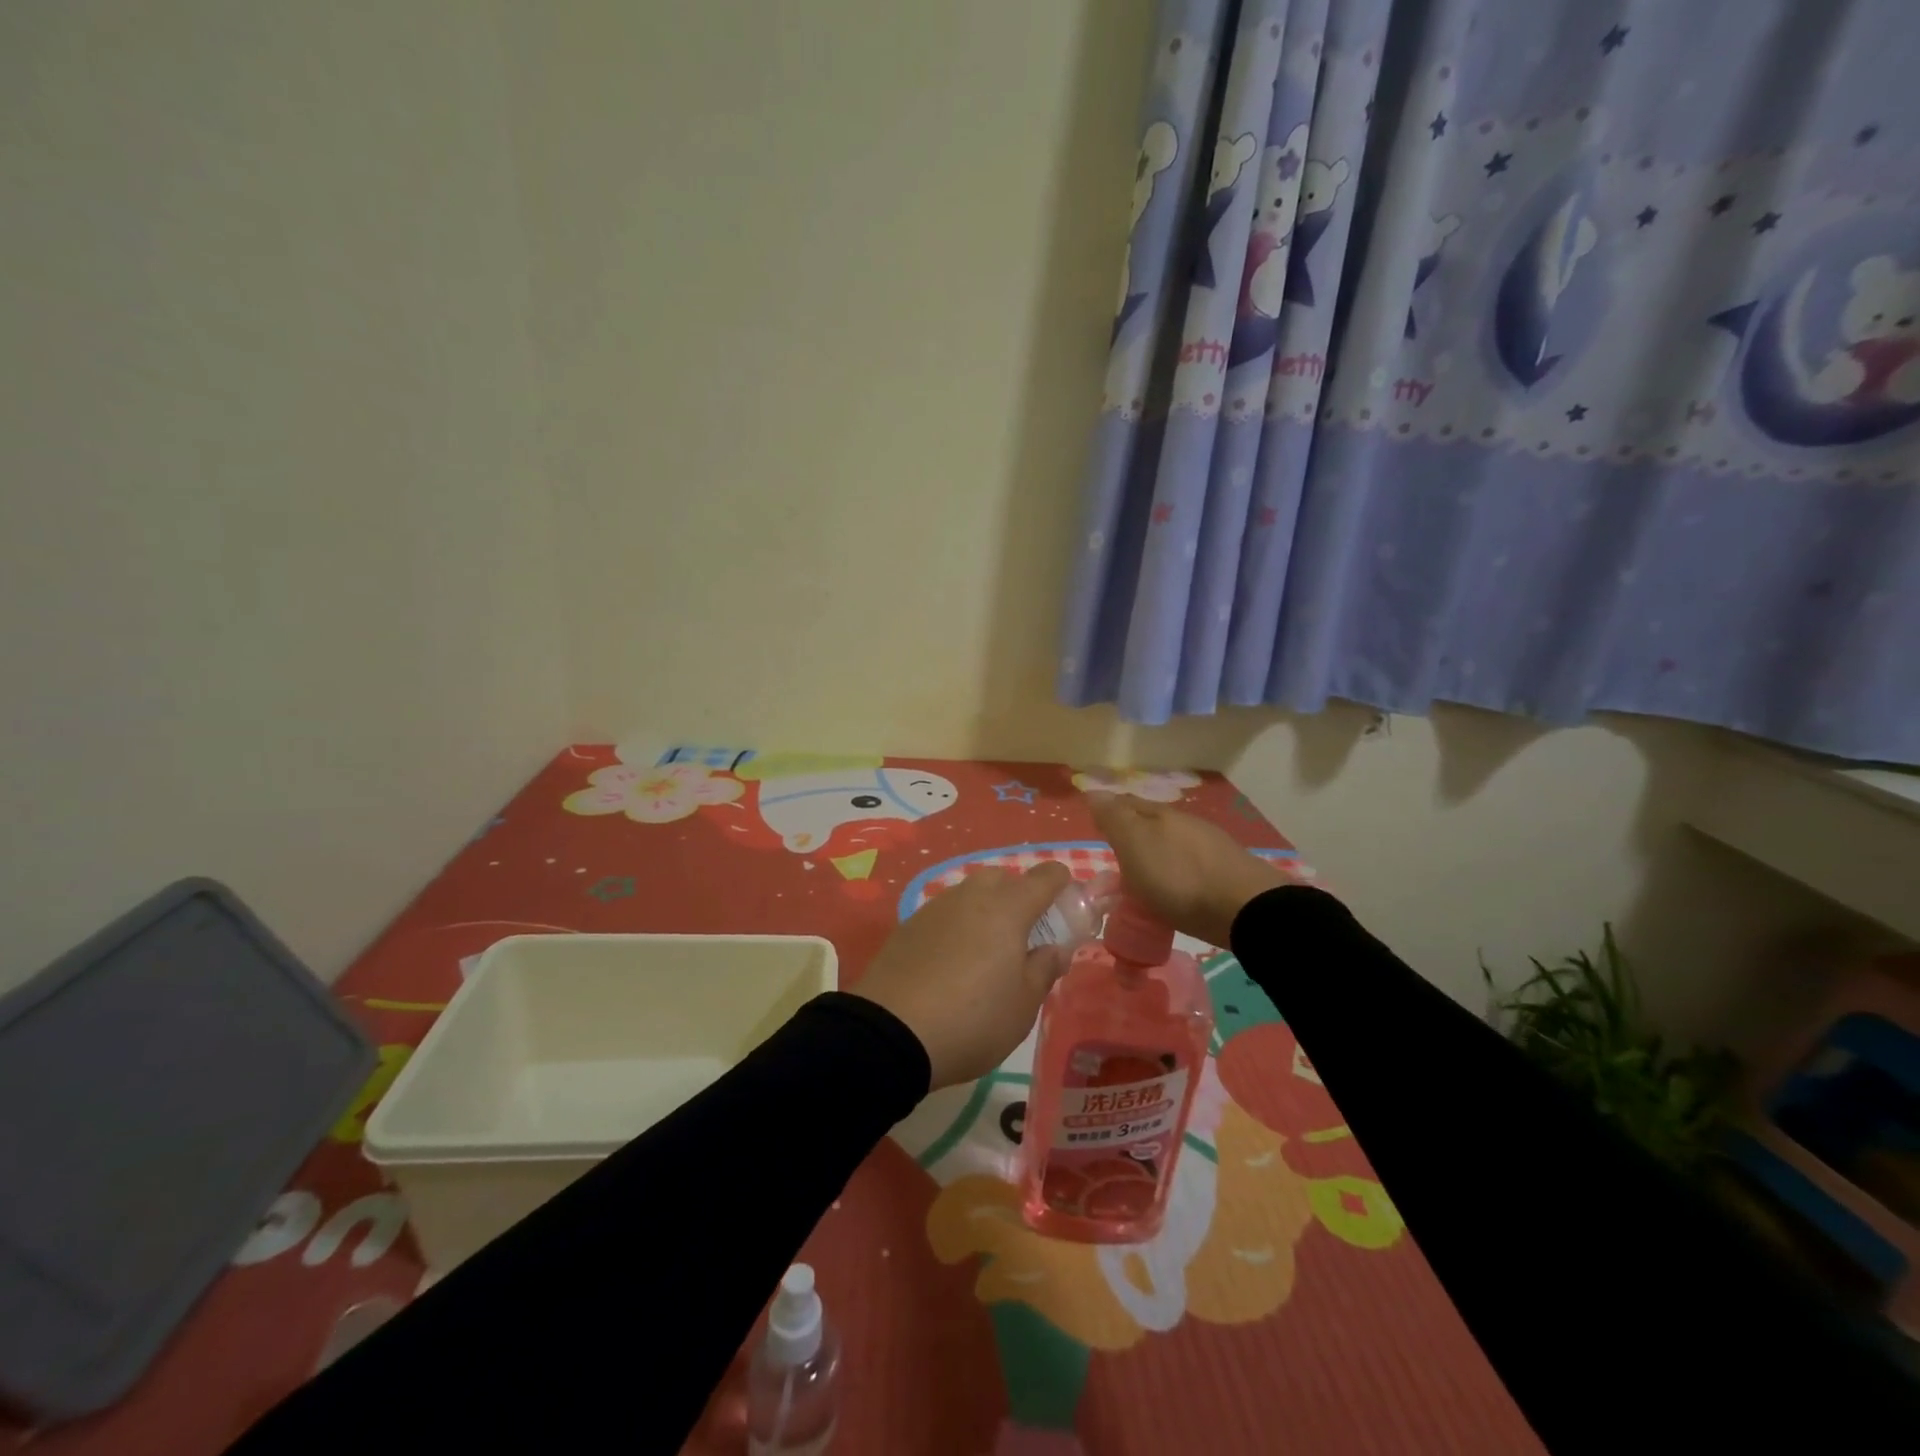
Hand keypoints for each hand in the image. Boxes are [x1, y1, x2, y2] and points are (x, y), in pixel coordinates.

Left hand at [855, 862, 1073, 1088]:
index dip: (1062, 885)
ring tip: (987, 954)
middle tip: (1025, 938)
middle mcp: (971, 896)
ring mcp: (936, 907)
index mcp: (1008, 908)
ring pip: (971, 894)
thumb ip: (1044, 968)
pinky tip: (952, 963)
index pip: (1045, 877)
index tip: (1067, 908)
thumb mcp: (1023, 1005)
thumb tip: (1055, 947)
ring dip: (986, 911)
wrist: (891, 1032)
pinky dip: (957, 927)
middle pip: (1004, 878)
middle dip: (1020, 897)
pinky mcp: (908, 925)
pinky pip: (945, 914)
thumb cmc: (973, 1019)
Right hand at [1089, 793, 1283, 948]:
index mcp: (1160, 814)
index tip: (1096, 828)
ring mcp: (1210, 847)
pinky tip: (1175, 891)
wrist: (1245, 910)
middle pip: (1151, 824)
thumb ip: (1114, 818)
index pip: (1127, 804)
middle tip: (1115, 861)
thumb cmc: (1178, 877)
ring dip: (1156, 857)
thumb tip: (1094, 791)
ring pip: (1173, 845)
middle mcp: (1186, 823)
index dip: (1109, 813)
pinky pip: (1191, 867)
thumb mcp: (1135, 845)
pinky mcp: (1227, 874)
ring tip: (1143, 882)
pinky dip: (1177, 875)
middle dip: (1133, 836)